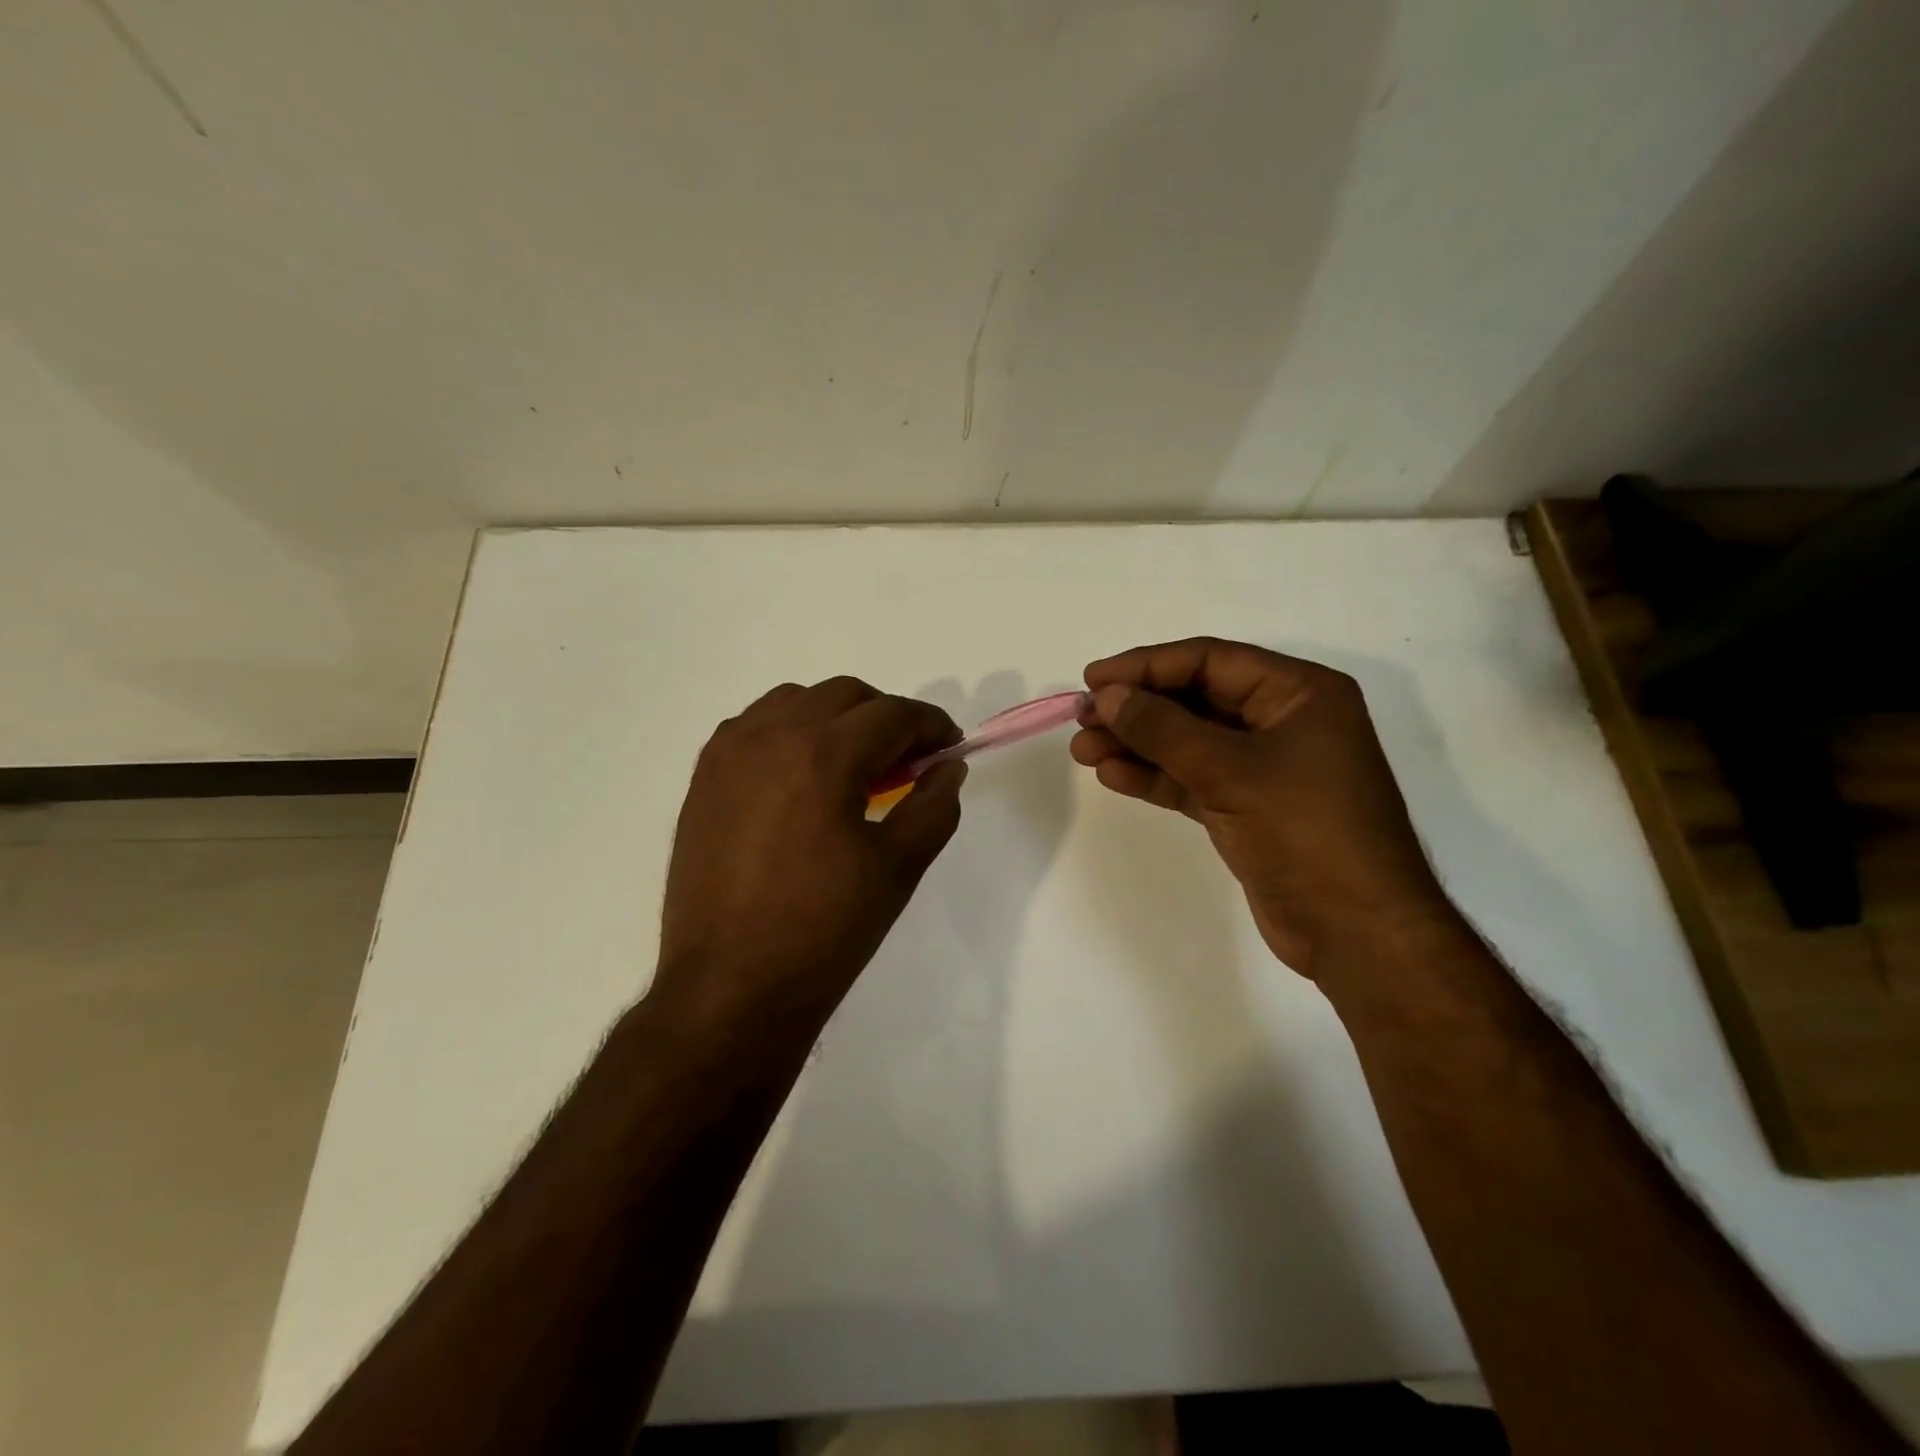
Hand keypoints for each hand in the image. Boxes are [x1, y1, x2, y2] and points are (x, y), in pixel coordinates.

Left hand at [654, 677, 965, 1036]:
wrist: (731, 987)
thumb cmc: (824, 931)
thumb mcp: (898, 869)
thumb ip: (933, 806)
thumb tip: (949, 767)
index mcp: (823, 755)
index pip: (893, 714)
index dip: (931, 725)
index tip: (949, 747)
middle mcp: (770, 737)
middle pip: (844, 694)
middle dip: (886, 717)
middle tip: (907, 761)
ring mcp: (729, 754)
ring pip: (795, 700)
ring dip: (835, 717)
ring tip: (852, 766)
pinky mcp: (704, 779)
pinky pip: (754, 726)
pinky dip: (789, 732)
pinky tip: (801, 777)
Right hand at [1071, 638, 1454, 975]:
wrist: (1358, 932)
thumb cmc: (1306, 832)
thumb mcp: (1231, 771)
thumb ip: (1163, 729)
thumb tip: (1107, 696)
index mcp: (1299, 693)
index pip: (1210, 661)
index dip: (1147, 666)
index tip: (1094, 680)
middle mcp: (1282, 720)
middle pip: (1195, 699)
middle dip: (1137, 709)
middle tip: (1082, 718)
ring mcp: (1264, 766)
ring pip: (1188, 741)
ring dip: (1136, 744)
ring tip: (1082, 750)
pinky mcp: (1246, 806)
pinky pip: (1191, 778)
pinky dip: (1154, 776)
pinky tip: (1112, 775)